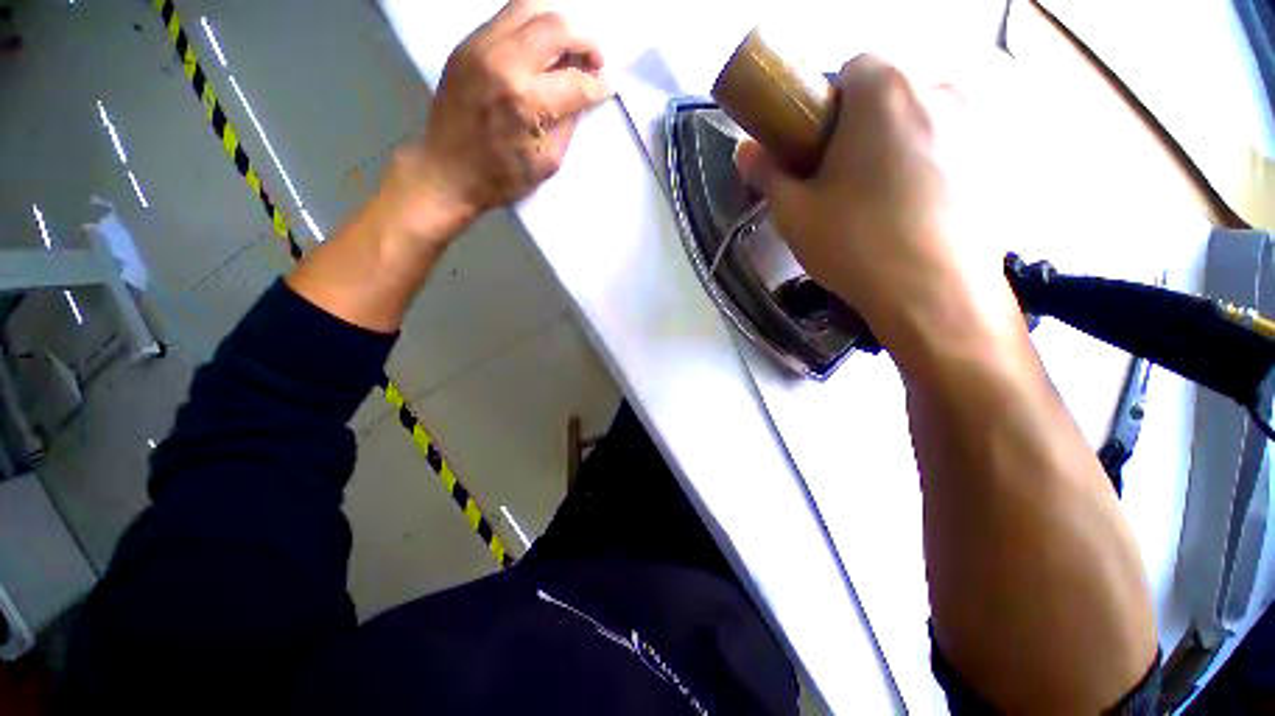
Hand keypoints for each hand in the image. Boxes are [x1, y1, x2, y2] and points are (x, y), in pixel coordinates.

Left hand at [394, 0, 611, 236]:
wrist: (446, 171)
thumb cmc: (501, 177)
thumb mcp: (547, 161)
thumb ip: (567, 122)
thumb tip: (582, 95)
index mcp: (526, 102)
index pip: (575, 80)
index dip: (599, 84)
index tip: (608, 85)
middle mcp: (503, 62)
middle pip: (556, 26)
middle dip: (585, 40)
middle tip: (593, 60)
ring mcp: (480, 47)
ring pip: (529, 7)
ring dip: (558, 26)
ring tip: (567, 50)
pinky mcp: (467, 44)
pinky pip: (507, 18)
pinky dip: (532, 28)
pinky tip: (540, 52)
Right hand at [735, 55, 1011, 355]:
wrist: (934, 295)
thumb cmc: (855, 244)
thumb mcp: (794, 212)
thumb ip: (767, 173)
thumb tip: (744, 149)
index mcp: (885, 89)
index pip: (850, 68)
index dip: (825, 107)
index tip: (815, 148)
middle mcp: (939, 88)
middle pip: (888, 91)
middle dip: (860, 125)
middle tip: (841, 180)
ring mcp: (976, 123)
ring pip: (919, 118)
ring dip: (893, 144)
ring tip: (875, 201)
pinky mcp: (996, 160)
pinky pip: (948, 146)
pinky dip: (926, 165)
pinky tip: (910, 212)